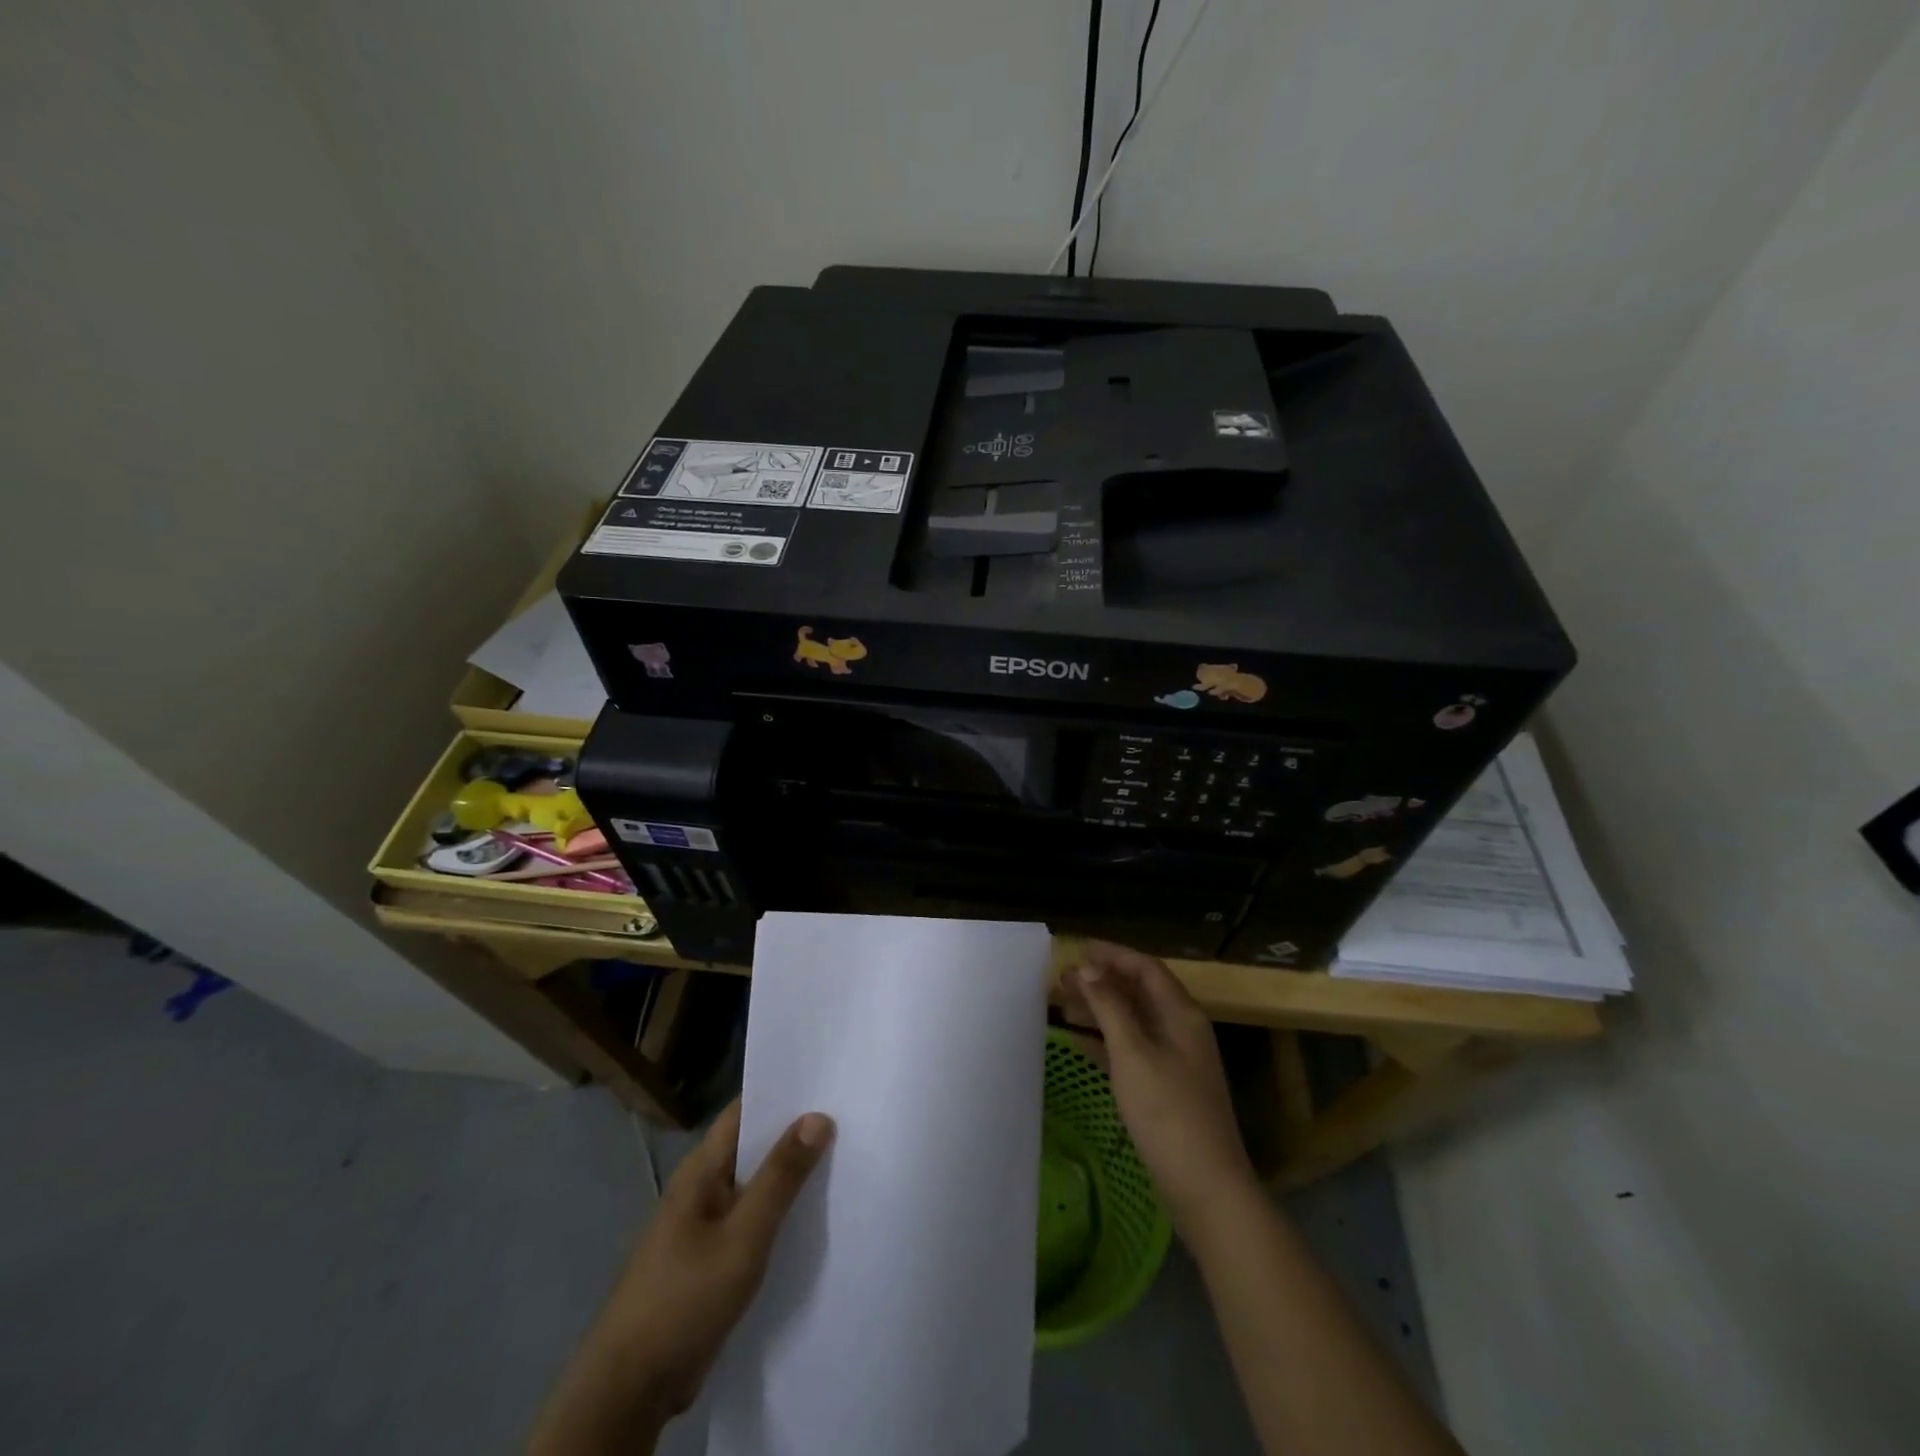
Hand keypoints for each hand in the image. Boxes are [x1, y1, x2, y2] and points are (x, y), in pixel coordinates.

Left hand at [529, 1100, 831, 1453]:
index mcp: (701, 1169)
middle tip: (850, 1117)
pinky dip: (780, 1213)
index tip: (829, 1081)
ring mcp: (704, 1226)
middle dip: (796, 1133)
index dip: (784, 1092)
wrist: (630, 1389)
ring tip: (845, 1159)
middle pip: (753, 1146)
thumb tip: (818, 1116)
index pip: (745, 1110)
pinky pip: (751, 1221)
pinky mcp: (710, 1261)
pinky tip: (814, 1219)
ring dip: (790, 1176)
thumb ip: (780, 1177)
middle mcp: (702, 1188)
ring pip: (755, 1185)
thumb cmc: (685, 1298)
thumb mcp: (743, 1236)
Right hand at [1059, 942, 1256, 1230]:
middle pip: (1138, 992)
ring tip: (1062, 1003)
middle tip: (1061, 978)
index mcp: (1181, 1014)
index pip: (1145, 968)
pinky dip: (1105, 1040)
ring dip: (1100, 1008)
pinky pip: (1131, 1048)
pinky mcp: (1166, 1087)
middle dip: (1101, 981)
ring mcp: (1175, 1060)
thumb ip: (1110, 1007)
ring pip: (1133, 1020)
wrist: (1206, 1188)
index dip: (1112, 954)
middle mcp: (1181, 1029)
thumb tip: (1088, 968)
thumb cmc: (1168, 1113)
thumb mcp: (1133, 1053)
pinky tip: (1077, 1041)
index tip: (1077, 949)